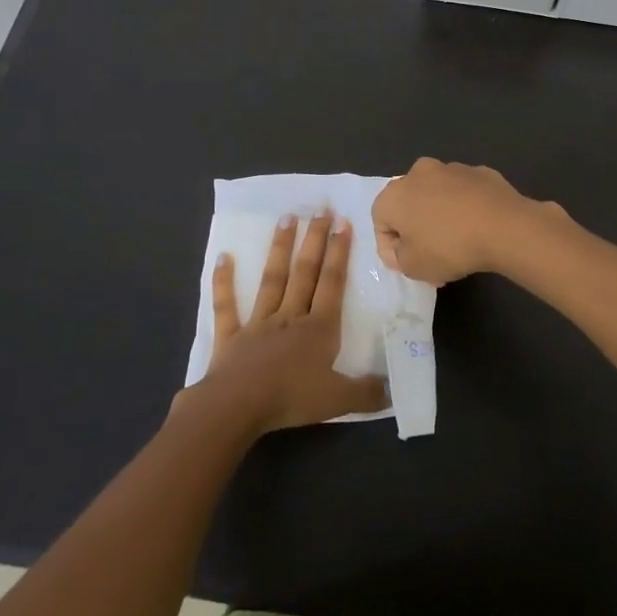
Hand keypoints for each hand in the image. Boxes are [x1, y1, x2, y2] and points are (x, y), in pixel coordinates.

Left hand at [185, 212, 387, 434]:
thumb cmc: (291, 399)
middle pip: (305, 272)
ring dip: (280, 248)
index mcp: (319, 328)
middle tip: (320, 208)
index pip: (332, 283)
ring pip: (272, 279)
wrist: (237, 407)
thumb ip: (367, 394)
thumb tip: (393, 391)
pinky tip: (223, 257)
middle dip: (315, 239)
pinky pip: (227, 306)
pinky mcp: (231, 336)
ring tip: (287, 217)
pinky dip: (224, 282)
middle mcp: (290, 316)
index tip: (343, 222)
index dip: (339, 252)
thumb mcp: (339, 400)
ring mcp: (258, 323)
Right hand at [372, 158, 564, 284]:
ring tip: (457, 246)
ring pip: (437, 197)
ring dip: (440, 218)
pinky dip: (465, 209)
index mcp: (394, 194)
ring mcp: (452, 169)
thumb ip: (399, 257)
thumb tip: (406, 247)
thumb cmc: (449, 247)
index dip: (390, 249)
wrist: (503, 226)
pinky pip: (464, 194)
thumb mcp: (412, 267)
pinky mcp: (480, 172)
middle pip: (409, 205)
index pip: (380, 222)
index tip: (407, 267)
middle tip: (430, 258)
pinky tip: (478, 229)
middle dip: (416, 231)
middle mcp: (419, 173)